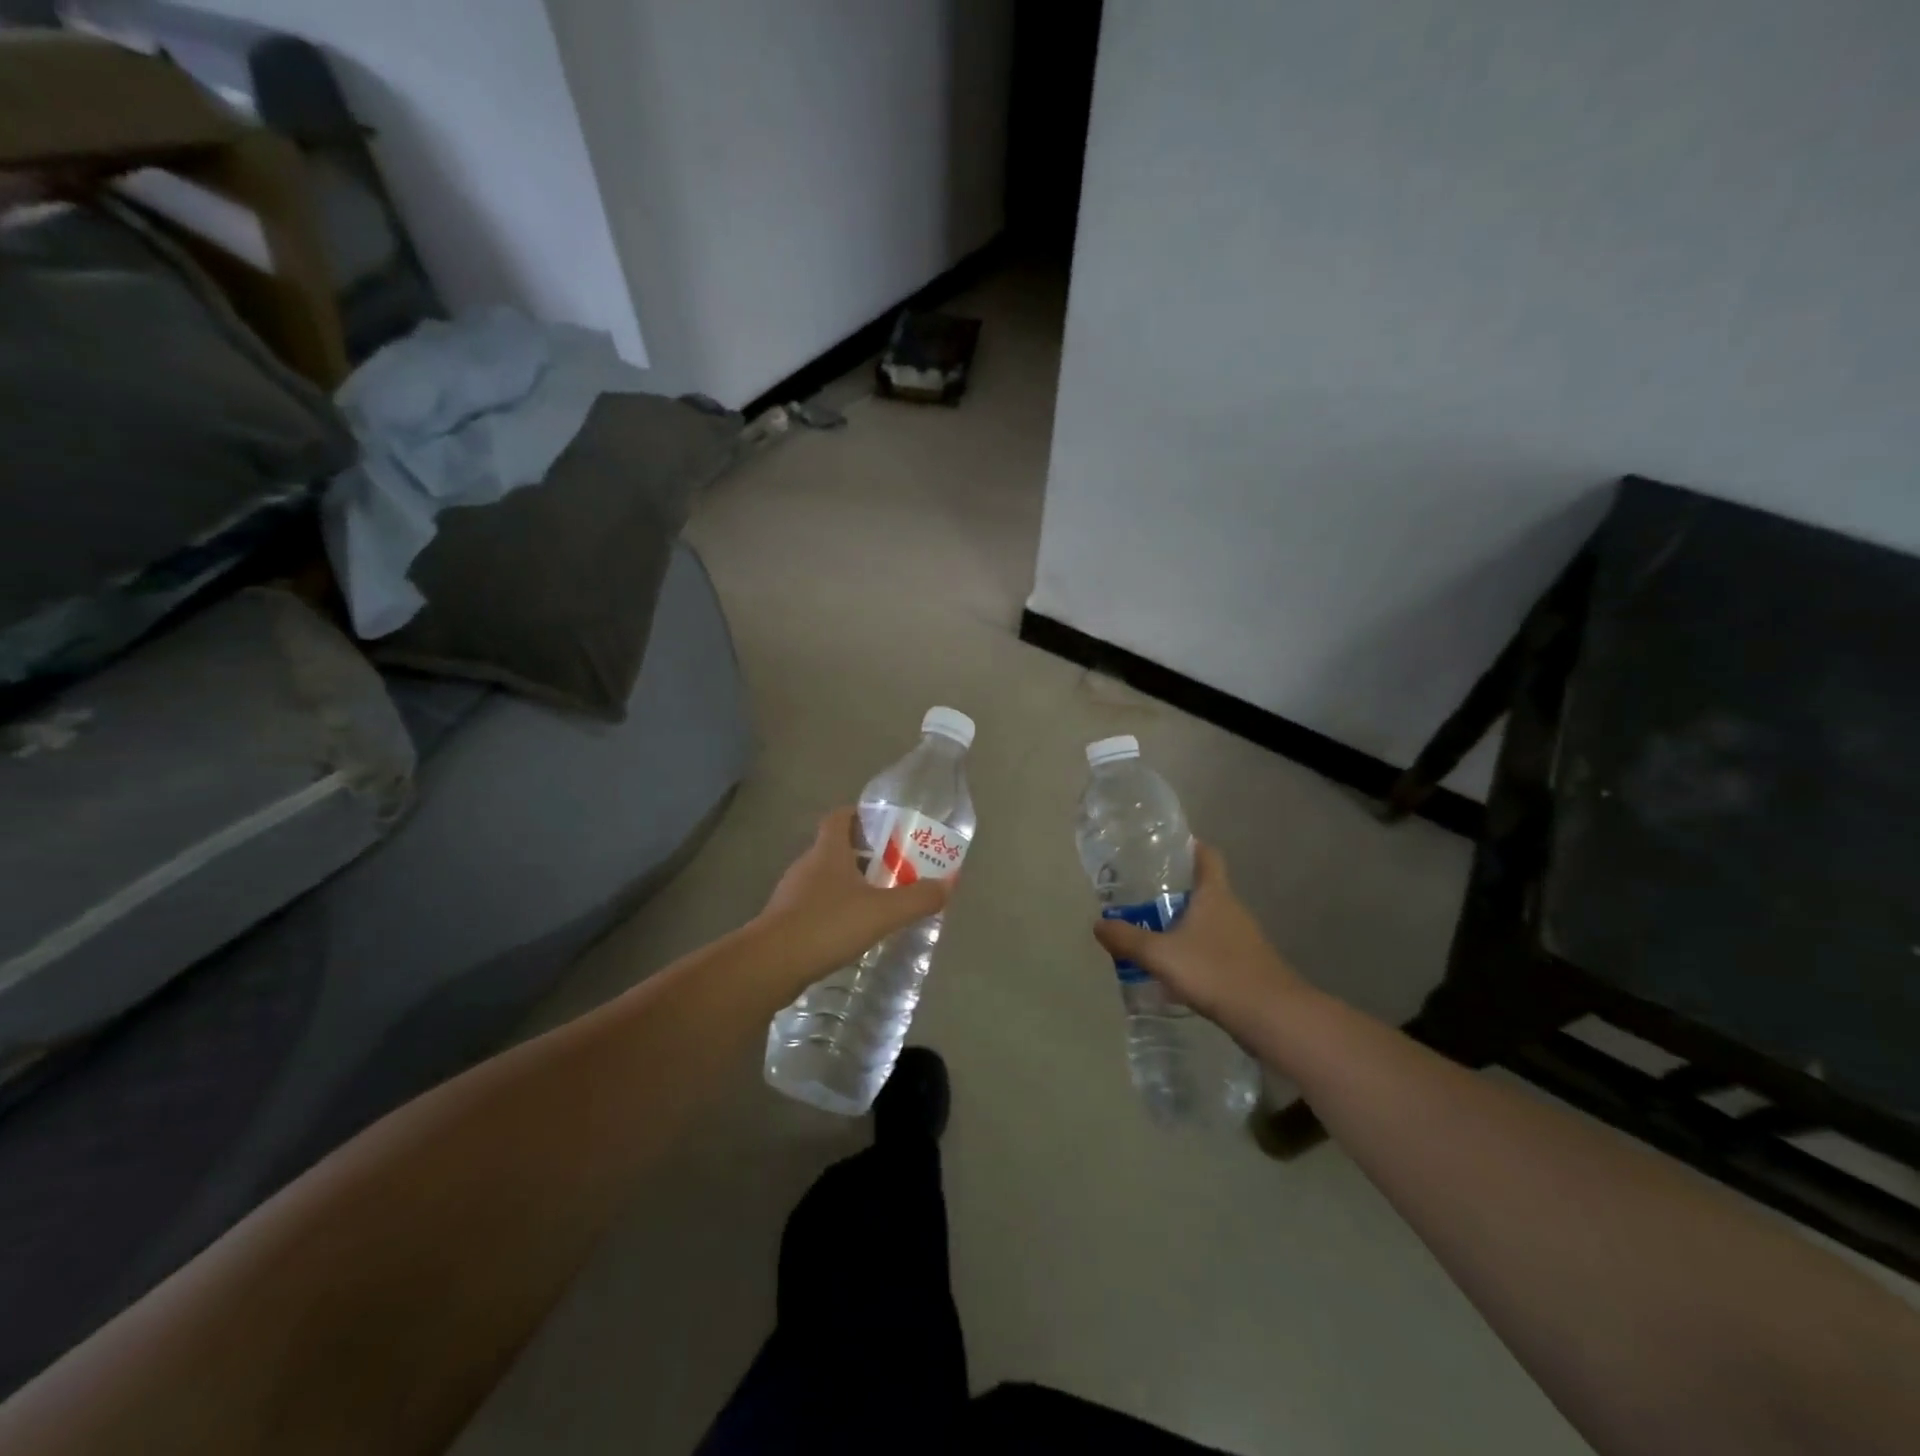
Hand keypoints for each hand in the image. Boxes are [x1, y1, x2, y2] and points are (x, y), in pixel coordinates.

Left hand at [755, 807, 951, 980]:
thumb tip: (948, 885)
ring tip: (879, 902)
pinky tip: (853, 932)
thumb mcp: (882, 912)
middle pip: (836, 848)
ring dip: (850, 885)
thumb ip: (918, 898)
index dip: (860, 815)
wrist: (770, 965)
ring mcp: (792, 894)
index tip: (884, 825)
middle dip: (865, 855)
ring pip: (826, 879)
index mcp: (828, 851)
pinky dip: (835, 911)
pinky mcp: (785, 921)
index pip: (840, 817)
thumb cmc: (827, 924)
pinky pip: (816, 906)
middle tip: (895, 868)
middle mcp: (808, 866)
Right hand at [1092, 843, 1305, 1030]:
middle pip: (1205, 889)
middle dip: (1177, 891)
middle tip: (1143, 895)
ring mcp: (1244, 939)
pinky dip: (1197, 952)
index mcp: (1214, 895)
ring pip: (1210, 922)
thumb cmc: (1215, 971)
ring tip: (1154, 933)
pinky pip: (1217, 949)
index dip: (1190, 847)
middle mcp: (1232, 910)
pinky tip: (1177, 970)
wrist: (1272, 1017)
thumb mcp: (1161, 955)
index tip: (1167, 847)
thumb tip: (1098, 924)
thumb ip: (1128, 939)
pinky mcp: (1248, 966)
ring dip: (1186, 925)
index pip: (1207, 856)